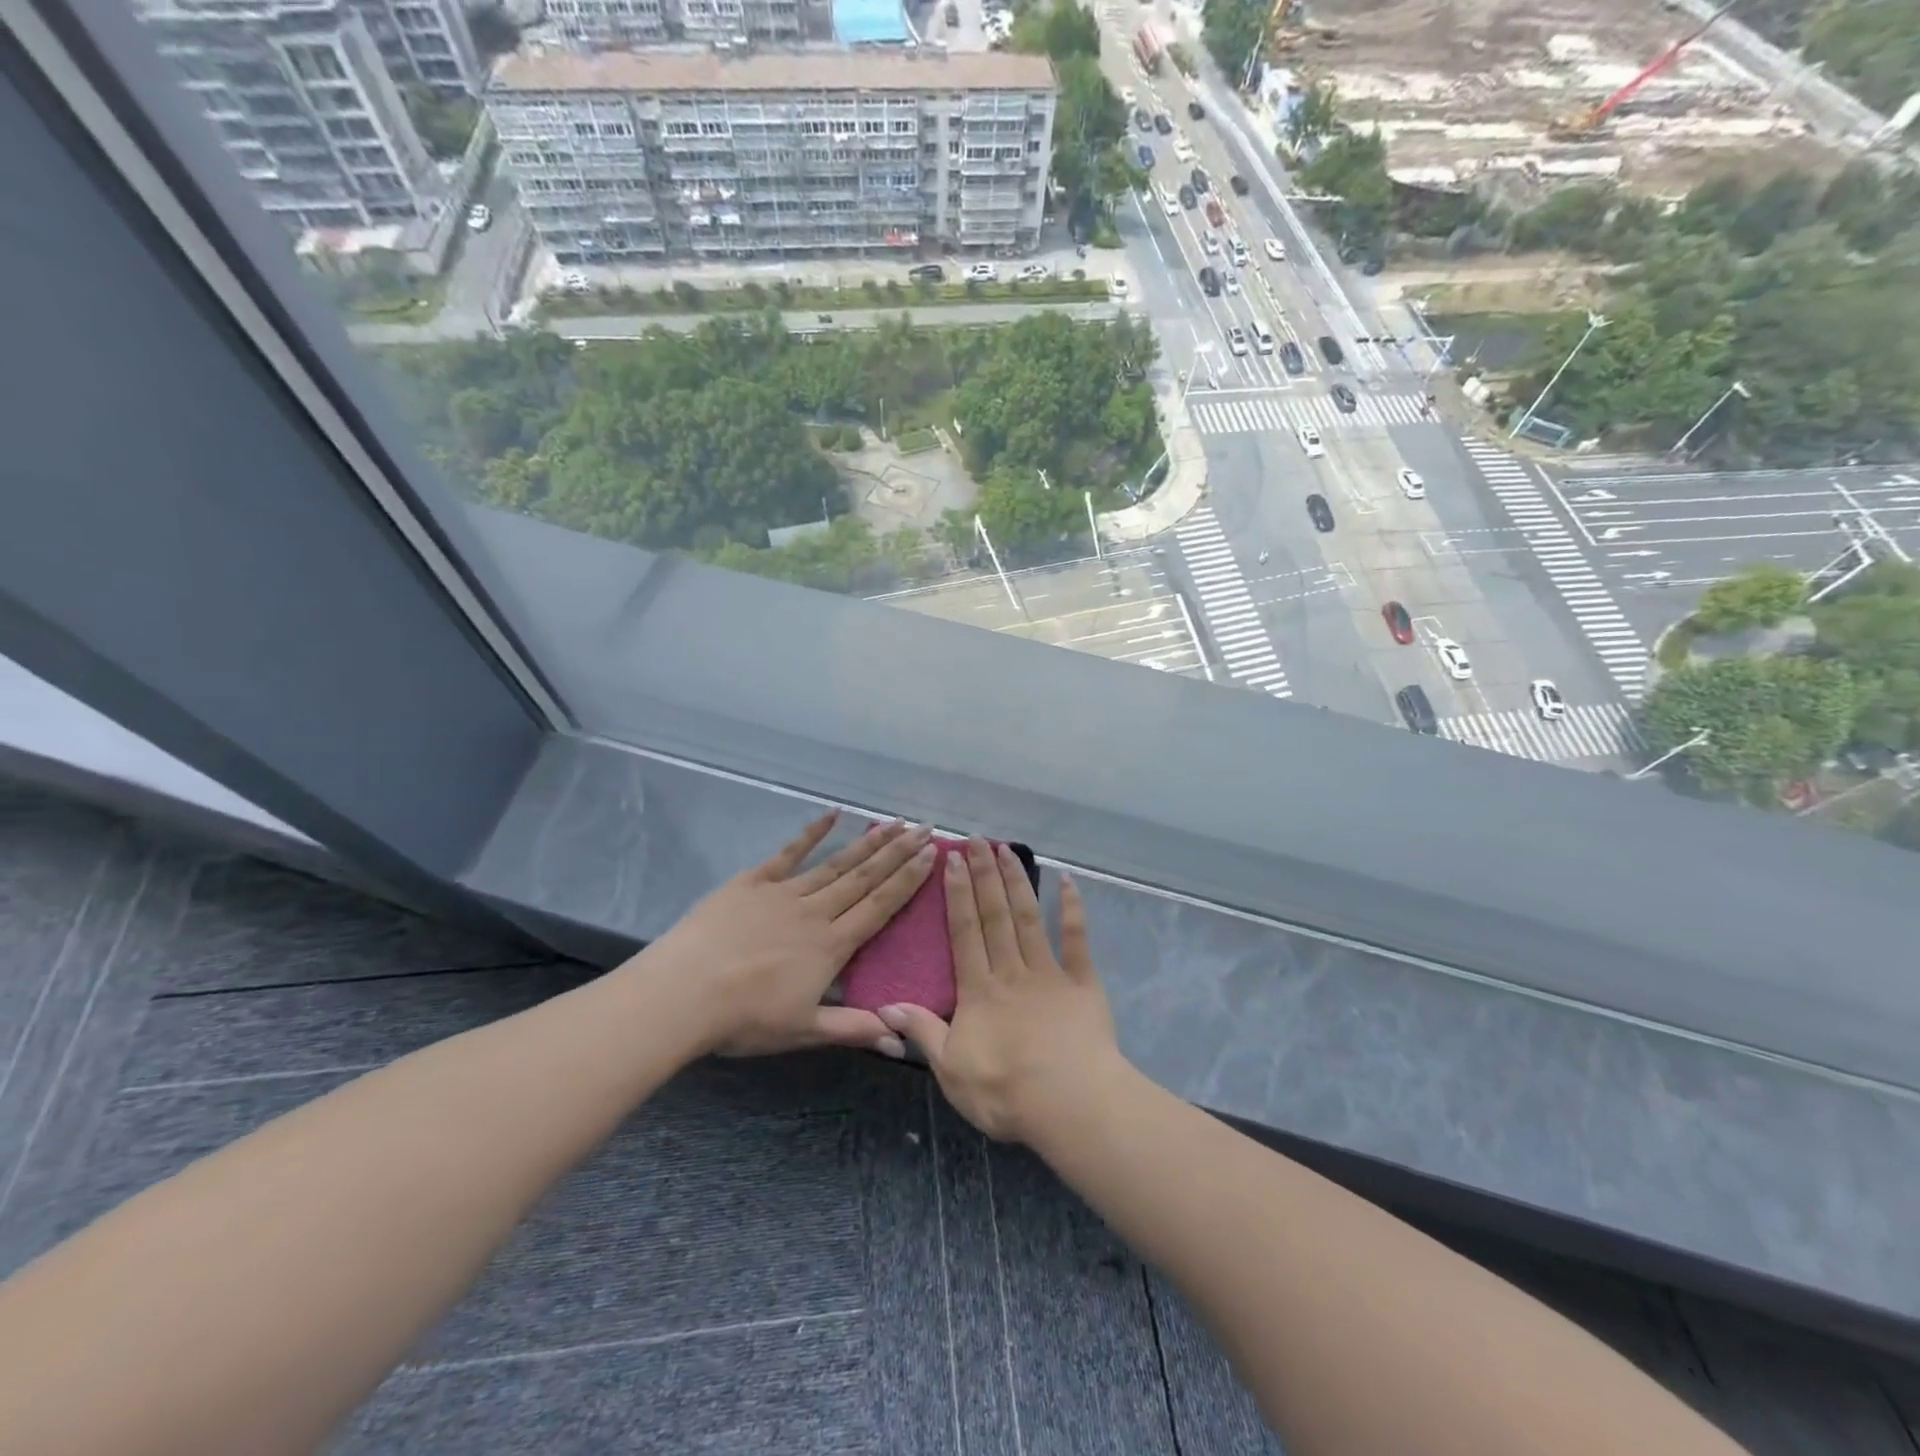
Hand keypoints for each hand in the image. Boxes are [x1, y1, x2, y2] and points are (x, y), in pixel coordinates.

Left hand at [633, 814, 936, 1058]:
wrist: (683, 993)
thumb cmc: (744, 1018)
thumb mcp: (804, 1030)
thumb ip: (854, 1029)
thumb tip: (903, 1041)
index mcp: (832, 945)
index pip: (880, 906)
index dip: (908, 880)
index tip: (931, 855)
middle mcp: (816, 911)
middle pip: (865, 877)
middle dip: (898, 852)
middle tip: (925, 827)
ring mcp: (784, 892)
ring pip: (836, 863)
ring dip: (868, 842)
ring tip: (894, 823)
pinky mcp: (753, 882)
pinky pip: (788, 853)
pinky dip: (812, 833)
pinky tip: (833, 814)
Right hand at [879, 838, 1120, 1144]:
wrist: (1072, 1106)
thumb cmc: (1006, 1092)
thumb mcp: (952, 1070)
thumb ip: (923, 1032)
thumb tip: (887, 1005)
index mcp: (979, 990)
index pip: (964, 932)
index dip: (956, 895)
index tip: (951, 860)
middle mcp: (1011, 970)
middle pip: (994, 914)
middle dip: (984, 875)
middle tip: (977, 840)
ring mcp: (1049, 972)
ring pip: (1028, 917)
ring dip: (1017, 881)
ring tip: (1006, 849)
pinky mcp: (1082, 982)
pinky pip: (1077, 939)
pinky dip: (1072, 908)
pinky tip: (1068, 880)